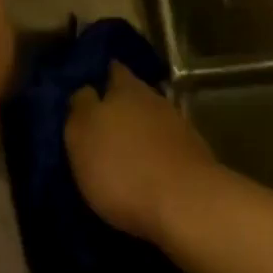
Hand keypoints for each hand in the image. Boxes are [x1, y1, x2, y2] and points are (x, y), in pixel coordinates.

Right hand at [64, 64, 219, 240]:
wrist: (186, 203)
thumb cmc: (123, 168)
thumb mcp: (82, 135)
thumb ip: (81, 107)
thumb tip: (85, 90)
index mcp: (125, 88)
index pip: (112, 70)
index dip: (101, 76)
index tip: (89, 88)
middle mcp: (154, 98)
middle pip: (133, 94)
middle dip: (118, 105)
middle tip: (99, 124)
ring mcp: (177, 125)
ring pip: (150, 119)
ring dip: (137, 130)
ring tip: (120, 150)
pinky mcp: (192, 153)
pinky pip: (165, 144)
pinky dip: (154, 152)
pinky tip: (144, 168)